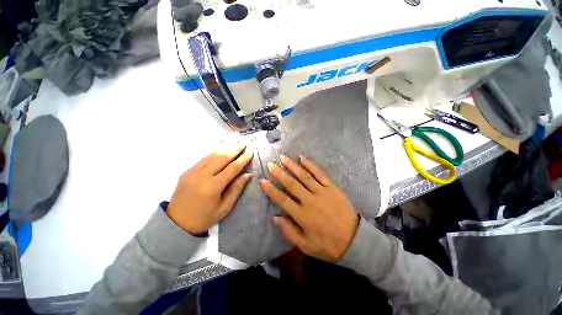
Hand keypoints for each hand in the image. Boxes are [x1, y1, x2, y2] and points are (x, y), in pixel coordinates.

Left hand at [167, 144, 252, 233]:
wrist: (176, 223)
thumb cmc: (204, 218)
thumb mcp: (225, 207)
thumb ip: (236, 189)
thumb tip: (248, 174)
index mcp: (213, 187)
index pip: (232, 168)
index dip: (243, 159)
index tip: (251, 152)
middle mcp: (202, 176)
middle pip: (222, 158)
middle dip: (234, 149)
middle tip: (244, 144)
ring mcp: (192, 172)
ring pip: (212, 156)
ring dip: (225, 149)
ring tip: (235, 144)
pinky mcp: (187, 172)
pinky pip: (203, 159)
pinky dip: (214, 153)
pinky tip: (221, 150)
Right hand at [260, 155, 358, 261]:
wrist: (355, 240)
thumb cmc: (328, 245)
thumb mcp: (306, 246)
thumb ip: (289, 231)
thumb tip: (275, 217)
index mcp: (303, 216)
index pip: (283, 200)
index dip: (271, 190)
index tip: (263, 181)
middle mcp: (310, 201)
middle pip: (292, 184)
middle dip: (279, 174)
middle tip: (270, 165)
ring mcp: (322, 192)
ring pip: (304, 176)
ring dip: (292, 166)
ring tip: (283, 158)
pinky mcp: (332, 188)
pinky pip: (319, 174)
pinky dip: (310, 165)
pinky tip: (302, 158)